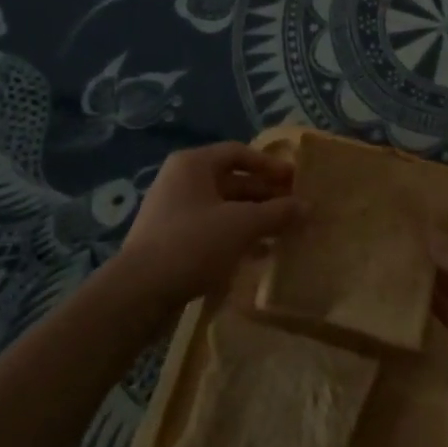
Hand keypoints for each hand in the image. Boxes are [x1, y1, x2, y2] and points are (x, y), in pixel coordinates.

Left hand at [117, 143, 301, 304]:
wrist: (138, 294)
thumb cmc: (193, 243)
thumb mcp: (242, 225)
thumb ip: (278, 213)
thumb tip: (309, 206)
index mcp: (194, 164)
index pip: (239, 153)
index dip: (270, 165)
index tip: (295, 180)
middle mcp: (181, 181)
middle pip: (232, 181)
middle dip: (265, 195)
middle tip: (296, 208)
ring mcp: (174, 213)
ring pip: (224, 208)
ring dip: (254, 219)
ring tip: (285, 233)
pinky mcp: (171, 243)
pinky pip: (212, 231)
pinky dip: (236, 238)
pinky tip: (260, 255)